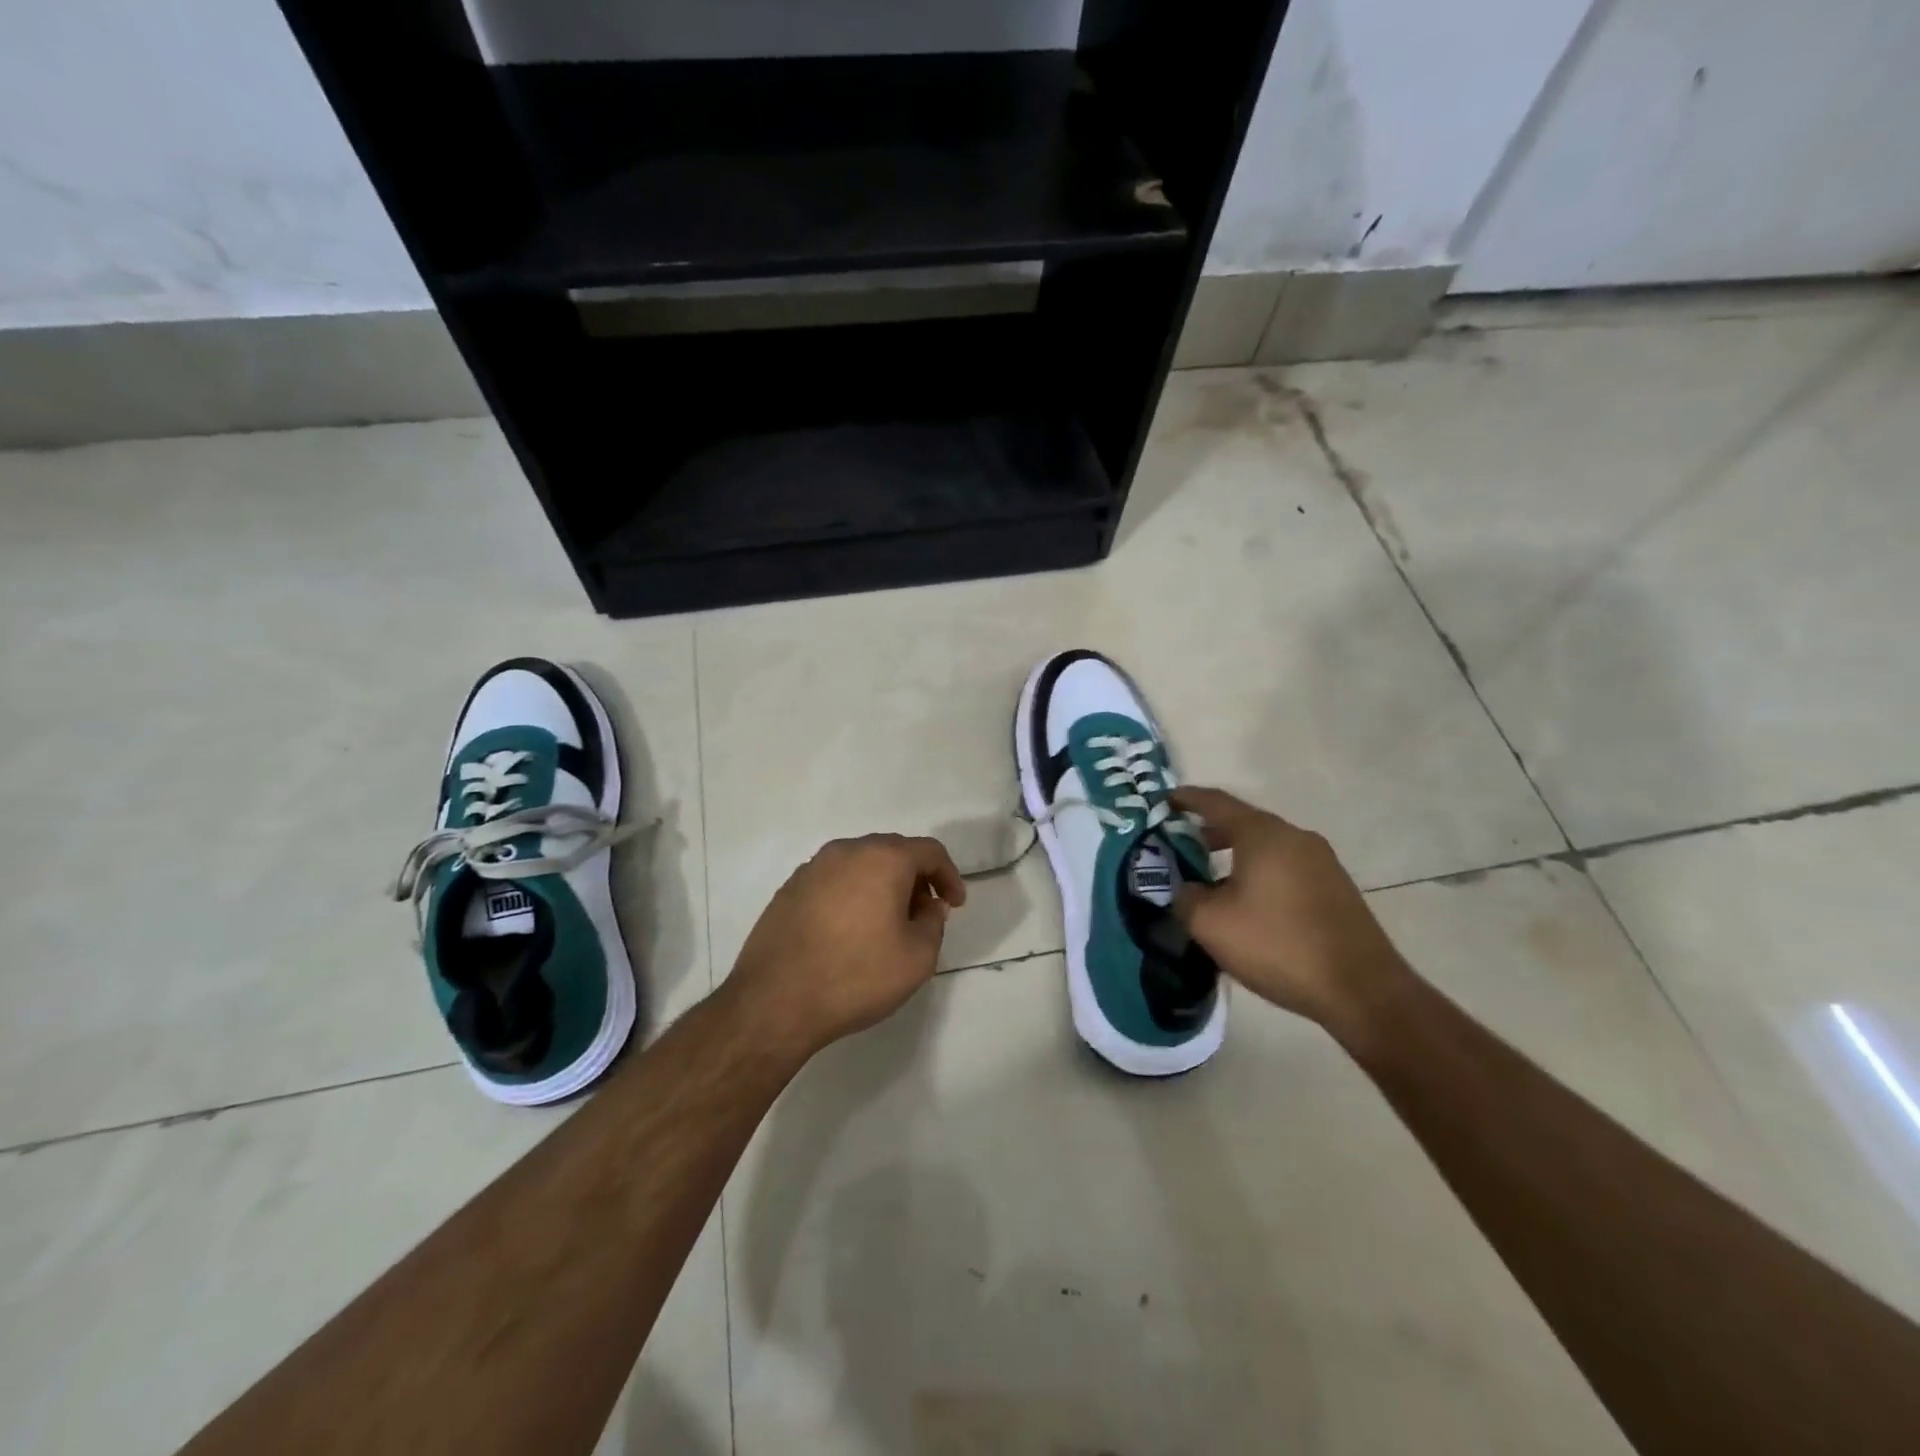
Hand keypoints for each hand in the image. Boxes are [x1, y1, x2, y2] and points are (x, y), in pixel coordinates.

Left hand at [727, 834, 966, 1059]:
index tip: (954, 906)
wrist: (775, 1001)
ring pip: (860, 864)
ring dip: (882, 885)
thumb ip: (933, 923)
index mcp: (883, 858)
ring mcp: (812, 868)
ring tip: (887, 923)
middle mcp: (846, 851)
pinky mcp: (789, 889)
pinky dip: (852, 894)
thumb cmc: (856, 976)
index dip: (949, 876)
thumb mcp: (917, 958)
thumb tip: (928, 905)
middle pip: (893, 851)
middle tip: (923, 913)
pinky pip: (833, 881)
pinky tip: (850, 931)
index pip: (929, 851)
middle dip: (915, 878)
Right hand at [1170, 787, 1407, 1027]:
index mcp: (1263, 834)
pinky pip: (1286, 868)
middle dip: (1209, 831)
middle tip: (1181, 846)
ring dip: (1236, 856)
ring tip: (1211, 880)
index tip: (1164, 800)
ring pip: (1267, 847)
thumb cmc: (1278, 945)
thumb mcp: (1211, 924)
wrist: (1361, 989)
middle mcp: (1295, 837)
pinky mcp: (1336, 888)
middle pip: (1244, 823)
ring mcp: (1322, 862)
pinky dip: (1260, 873)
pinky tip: (1249, 904)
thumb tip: (1184, 888)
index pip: (1216, 802)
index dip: (1187, 799)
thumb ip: (1184, 897)